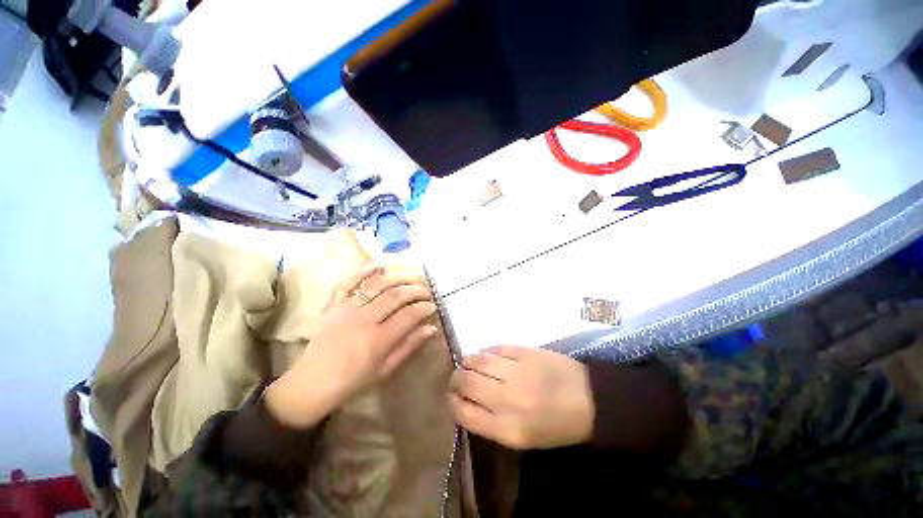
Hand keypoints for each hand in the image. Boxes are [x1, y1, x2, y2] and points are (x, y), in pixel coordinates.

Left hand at [266, 264, 436, 428]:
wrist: (311, 384)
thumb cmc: (352, 381)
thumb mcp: (385, 369)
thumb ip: (409, 346)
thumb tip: (431, 328)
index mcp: (378, 339)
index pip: (408, 315)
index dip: (423, 308)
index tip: (433, 305)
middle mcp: (364, 319)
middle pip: (395, 296)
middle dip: (415, 291)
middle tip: (427, 291)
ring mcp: (347, 309)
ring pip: (377, 285)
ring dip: (398, 278)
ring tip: (412, 277)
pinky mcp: (334, 305)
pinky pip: (349, 283)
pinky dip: (364, 272)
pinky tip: (380, 266)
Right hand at [449, 346, 593, 449]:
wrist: (590, 400)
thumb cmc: (556, 425)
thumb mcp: (523, 438)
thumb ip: (491, 422)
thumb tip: (466, 401)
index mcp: (508, 430)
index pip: (465, 414)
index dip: (452, 403)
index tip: (451, 396)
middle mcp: (508, 400)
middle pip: (467, 383)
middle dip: (456, 379)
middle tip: (457, 377)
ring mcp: (517, 372)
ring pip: (478, 361)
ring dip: (467, 361)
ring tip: (467, 363)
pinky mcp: (525, 352)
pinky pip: (496, 348)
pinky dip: (487, 351)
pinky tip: (487, 355)